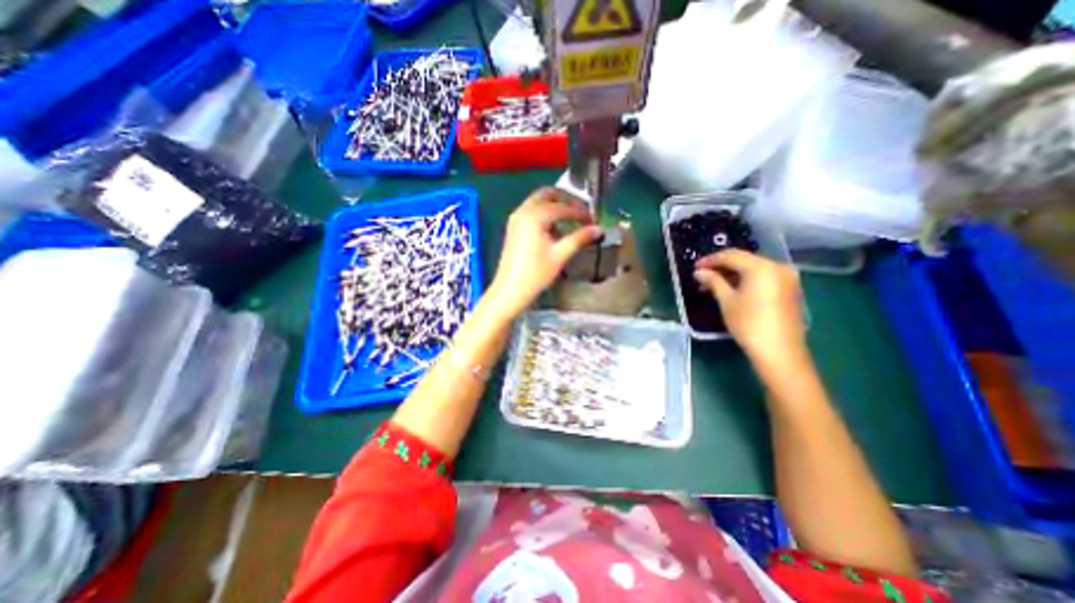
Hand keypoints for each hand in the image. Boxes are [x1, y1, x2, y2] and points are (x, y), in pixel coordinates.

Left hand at [491, 189, 603, 318]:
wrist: (510, 290)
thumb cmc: (536, 274)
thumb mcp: (560, 255)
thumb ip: (579, 238)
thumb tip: (598, 229)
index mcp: (535, 215)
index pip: (563, 207)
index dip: (581, 212)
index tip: (593, 221)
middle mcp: (523, 211)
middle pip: (547, 194)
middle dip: (566, 200)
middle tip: (581, 212)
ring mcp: (516, 218)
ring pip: (538, 201)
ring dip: (555, 206)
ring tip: (571, 220)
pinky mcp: (513, 228)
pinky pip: (531, 211)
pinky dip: (545, 213)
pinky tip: (555, 229)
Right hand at [694, 250, 800, 361]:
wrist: (779, 351)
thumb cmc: (748, 324)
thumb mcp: (726, 301)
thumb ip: (713, 281)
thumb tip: (699, 272)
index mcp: (761, 267)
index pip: (731, 255)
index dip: (710, 260)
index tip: (695, 267)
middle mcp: (777, 267)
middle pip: (744, 260)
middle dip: (722, 267)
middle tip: (703, 277)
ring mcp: (787, 278)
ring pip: (754, 269)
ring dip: (733, 274)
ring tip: (714, 285)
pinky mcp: (790, 289)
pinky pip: (764, 277)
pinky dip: (747, 280)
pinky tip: (733, 290)